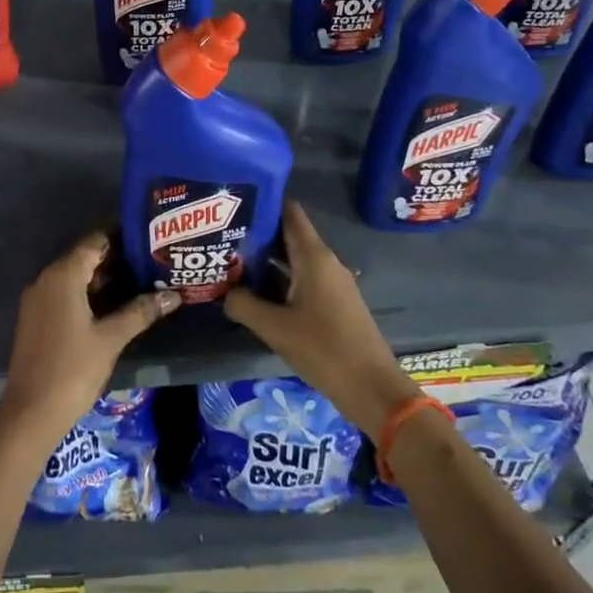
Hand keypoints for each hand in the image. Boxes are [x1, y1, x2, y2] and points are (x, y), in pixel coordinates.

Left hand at [0, 232, 180, 449]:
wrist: (31, 413)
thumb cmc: (72, 370)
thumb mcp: (111, 338)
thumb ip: (141, 311)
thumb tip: (173, 295)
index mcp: (62, 276)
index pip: (94, 241)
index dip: (121, 237)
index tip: (149, 237)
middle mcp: (46, 279)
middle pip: (85, 257)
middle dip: (117, 259)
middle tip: (152, 260)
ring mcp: (39, 299)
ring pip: (76, 277)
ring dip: (105, 278)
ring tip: (142, 280)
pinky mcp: (37, 318)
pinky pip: (66, 294)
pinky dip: (90, 294)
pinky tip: (116, 305)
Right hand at [224, 201, 419, 437]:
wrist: (371, 388)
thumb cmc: (323, 349)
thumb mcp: (274, 327)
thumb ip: (243, 305)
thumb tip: (224, 292)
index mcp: (314, 256)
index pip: (289, 212)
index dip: (263, 203)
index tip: (234, 204)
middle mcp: (325, 262)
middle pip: (288, 235)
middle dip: (257, 235)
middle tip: (222, 237)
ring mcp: (332, 283)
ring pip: (294, 260)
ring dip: (266, 261)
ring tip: (231, 264)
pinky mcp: (334, 303)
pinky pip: (302, 279)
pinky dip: (279, 280)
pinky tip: (256, 294)